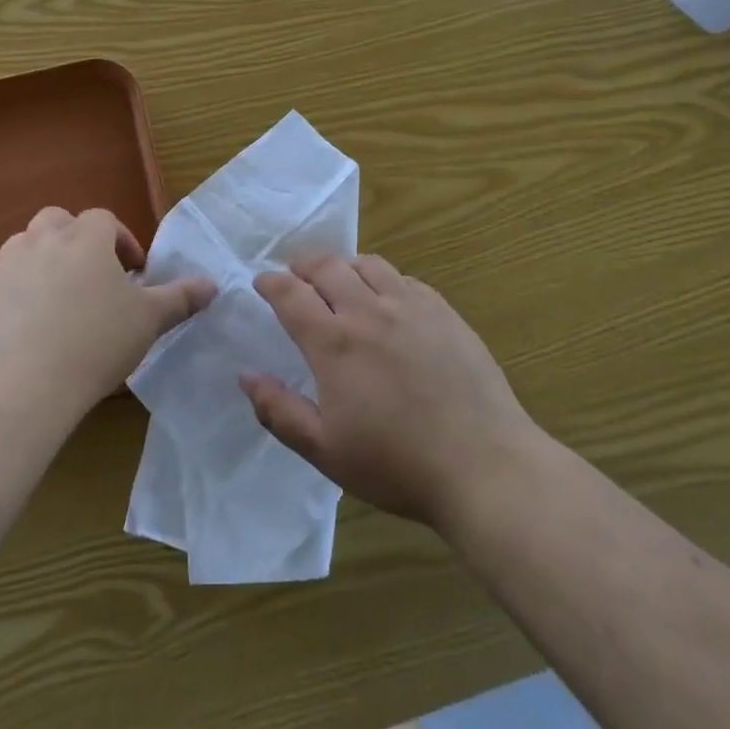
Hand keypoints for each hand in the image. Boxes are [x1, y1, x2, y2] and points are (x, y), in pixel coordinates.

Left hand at [0, 206, 215, 420]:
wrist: (25, 387)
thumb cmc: (97, 342)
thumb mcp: (148, 320)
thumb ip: (180, 298)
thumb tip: (212, 285)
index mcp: (84, 238)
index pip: (105, 220)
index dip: (122, 241)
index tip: (134, 273)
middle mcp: (42, 241)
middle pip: (59, 221)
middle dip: (78, 239)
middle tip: (95, 274)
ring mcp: (7, 269)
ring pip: (27, 246)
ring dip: (46, 258)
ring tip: (65, 296)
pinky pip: (7, 284)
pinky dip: (23, 292)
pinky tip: (37, 328)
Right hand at [243, 255, 536, 529]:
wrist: (483, 464)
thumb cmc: (397, 464)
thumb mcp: (325, 450)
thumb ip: (279, 411)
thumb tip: (246, 376)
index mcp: (335, 343)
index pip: (291, 294)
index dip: (271, 283)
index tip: (261, 282)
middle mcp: (369, 311)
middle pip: (327, 266)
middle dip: (303, 266)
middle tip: (295, 276)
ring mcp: (411, 306)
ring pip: (368, 264)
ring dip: (343, 266)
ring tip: (339, 281)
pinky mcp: (444, 312)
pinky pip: (405, 279)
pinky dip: (383, 279)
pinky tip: (387, 300)